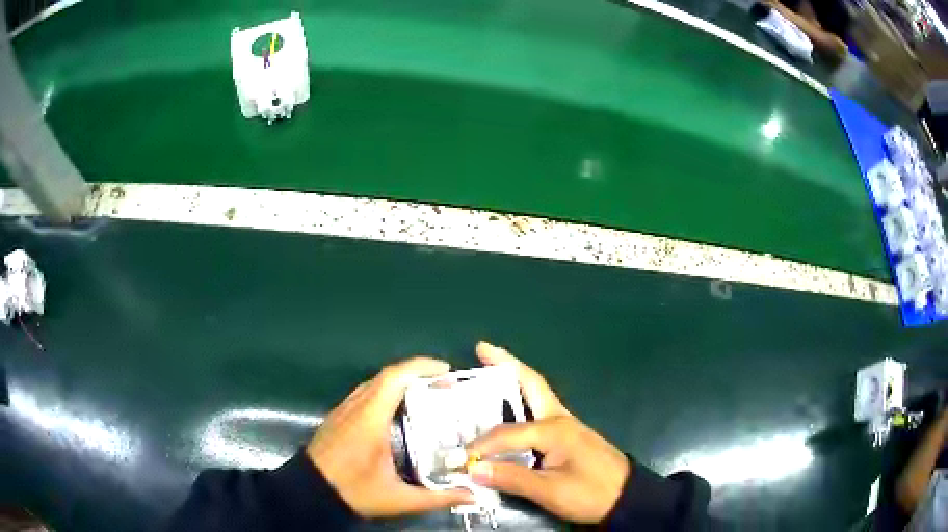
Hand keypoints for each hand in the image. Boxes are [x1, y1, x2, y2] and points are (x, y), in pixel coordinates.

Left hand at [307, 357, 474, 516]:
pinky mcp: (338, 417)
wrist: (309, 491)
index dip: (421, 367)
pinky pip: (365, 393)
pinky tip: (398, 411)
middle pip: (387, 376)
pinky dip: (386, 392)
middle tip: (444, 384)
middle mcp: (355, 406)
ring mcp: (344, 410)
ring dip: (401, 381)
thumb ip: (437, 498)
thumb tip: (472, 496)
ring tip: (426, 394)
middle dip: (417, 373)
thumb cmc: (353, 491)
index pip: (394, 378)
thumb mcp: (398, 499)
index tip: (447, 371)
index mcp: (370, 419)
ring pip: (374, 383)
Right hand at [466, 342, 629, 523]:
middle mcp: (558, 418)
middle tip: (481, 348)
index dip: (480, 447)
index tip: (458, 461)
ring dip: (513, 378)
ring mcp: (565, 424)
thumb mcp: (550, 490)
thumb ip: (511, 477)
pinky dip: (520, 399)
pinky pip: (538, 410)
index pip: (505, 433)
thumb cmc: (590, 493)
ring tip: (489, 370)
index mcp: (553, 428)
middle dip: (505, 364)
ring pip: (535, 393)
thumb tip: (472, 468)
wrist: (626, 497)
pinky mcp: (567, 435)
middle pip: (530, 383)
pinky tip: (508, 408)